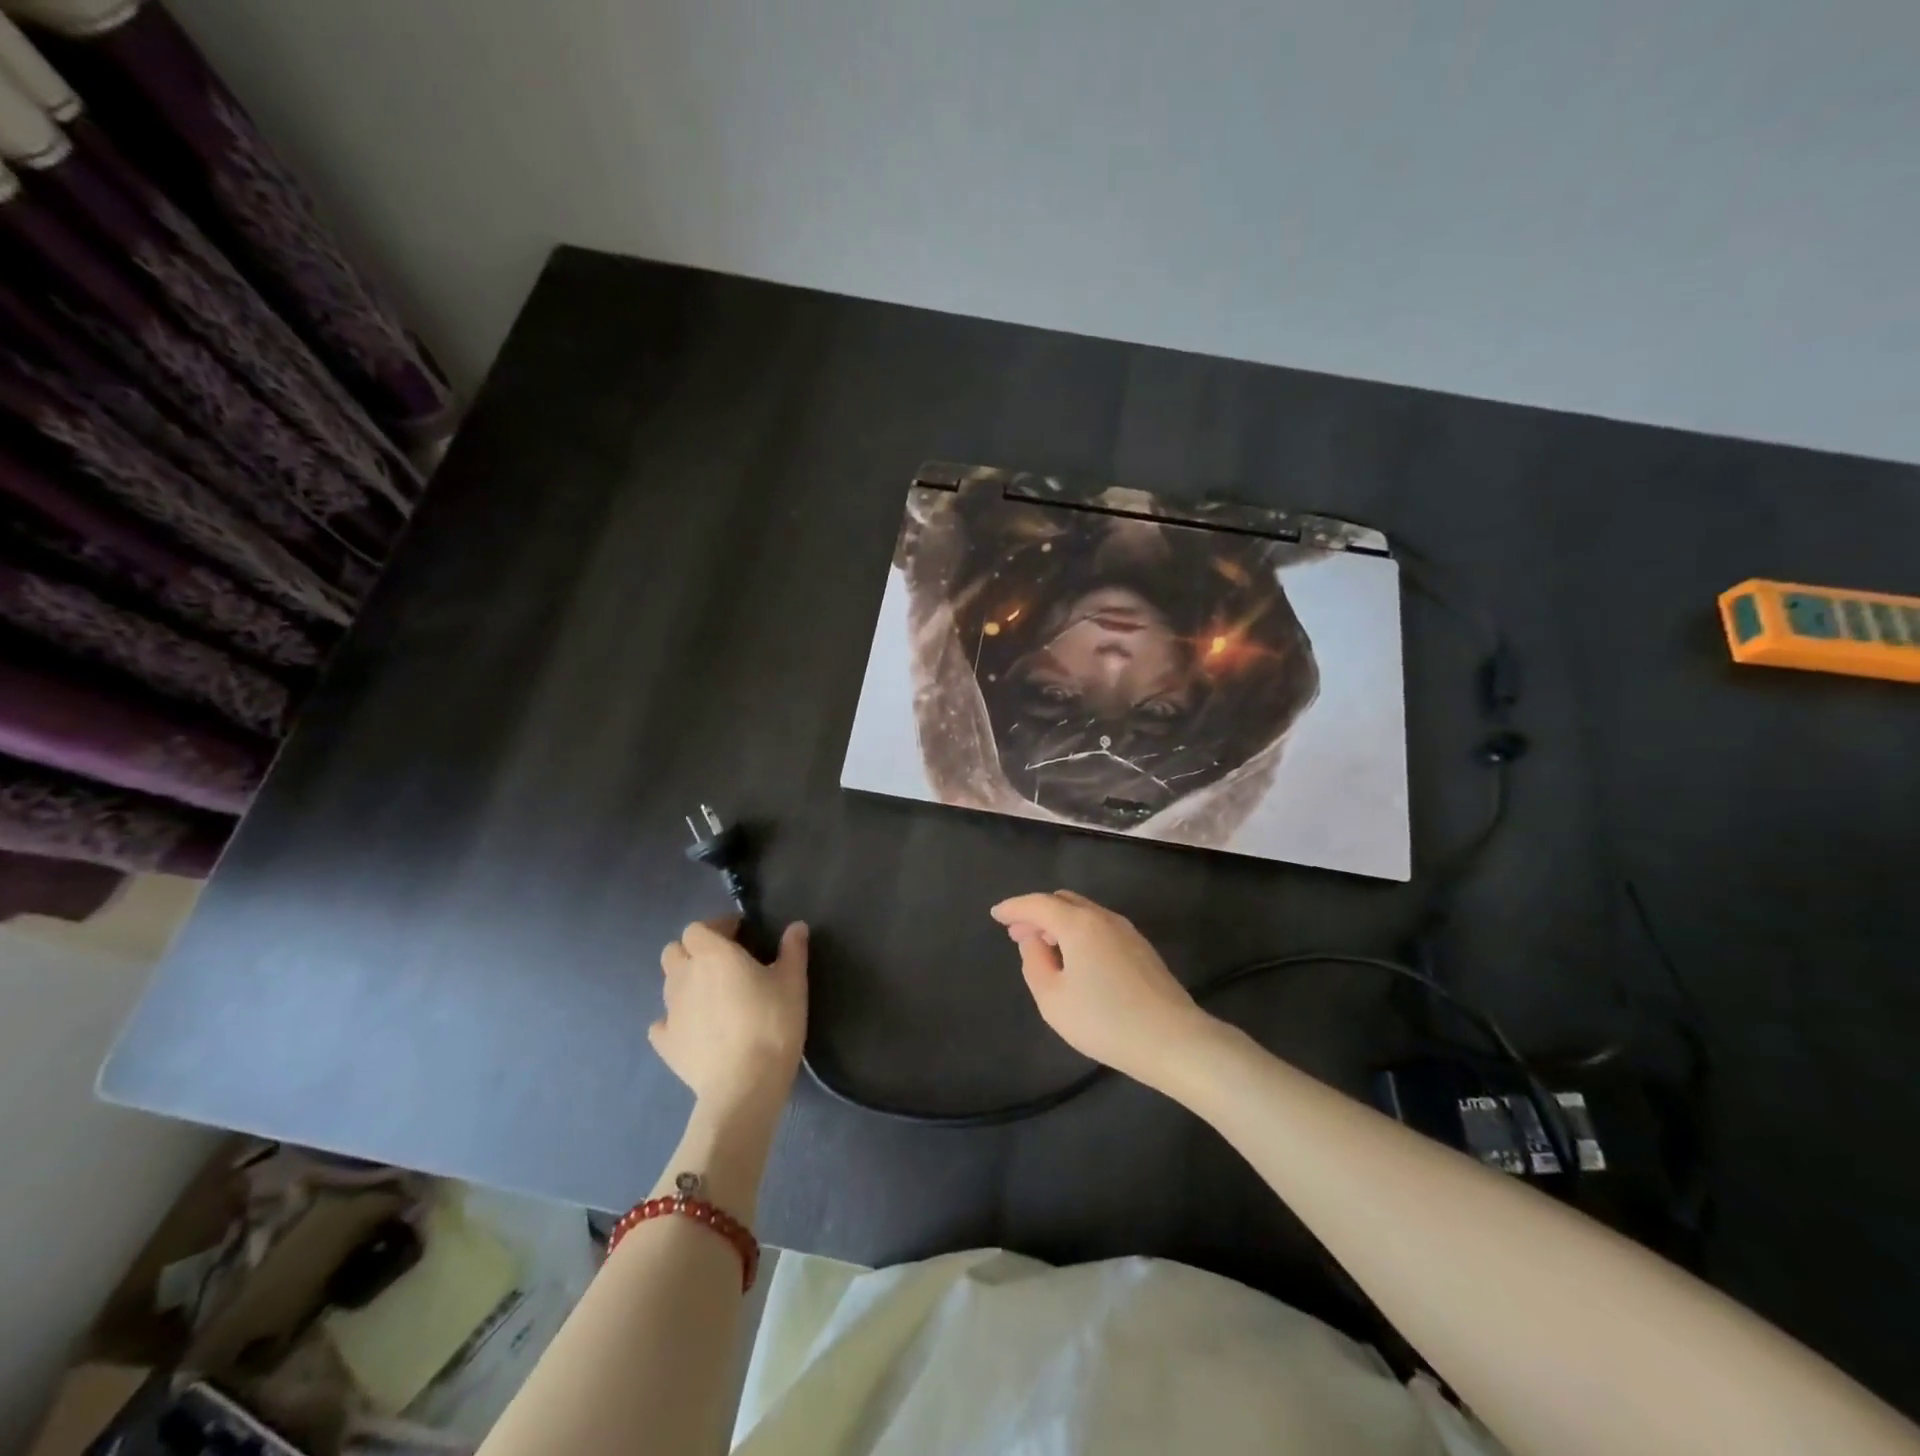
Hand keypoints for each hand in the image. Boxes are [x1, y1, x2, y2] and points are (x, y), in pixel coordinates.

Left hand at [653, 919, 807, 1113]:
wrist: (745, 1084)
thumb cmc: (772, 1023)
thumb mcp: (793, 982)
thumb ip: (793, 949)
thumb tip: (796, 926)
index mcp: (713, 955)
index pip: (697, 928)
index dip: (716, 928)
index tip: (738, 935)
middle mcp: (685, 976)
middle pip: (674, 951)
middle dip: (693, 951)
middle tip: (720, 962)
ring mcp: (670, 1010)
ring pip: (668, 984)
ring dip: (685, 981)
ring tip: (711, 995)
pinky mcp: (665, 1043)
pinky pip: (662, 1022)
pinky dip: (675, 1020)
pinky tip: (695, 1028)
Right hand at [991, 890, 1213, 1088]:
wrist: (1173, 1040)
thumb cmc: (1105, 1021)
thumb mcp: (1053, 998)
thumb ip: (1034, 962)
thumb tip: (1033, 940)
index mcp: (1077, 923)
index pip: (1038, 904)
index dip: (1014, 907)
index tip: (996, 914)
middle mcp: (1103, 917)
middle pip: (1063, 901)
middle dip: (1037, 913)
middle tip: (1017, 934)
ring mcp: (1126, 931)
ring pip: (1084, 913)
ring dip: (1059, 923)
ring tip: (1044, 947)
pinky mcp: (1141, 948)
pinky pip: (1100, 927)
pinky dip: (1079, 932)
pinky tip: (1076, 958)